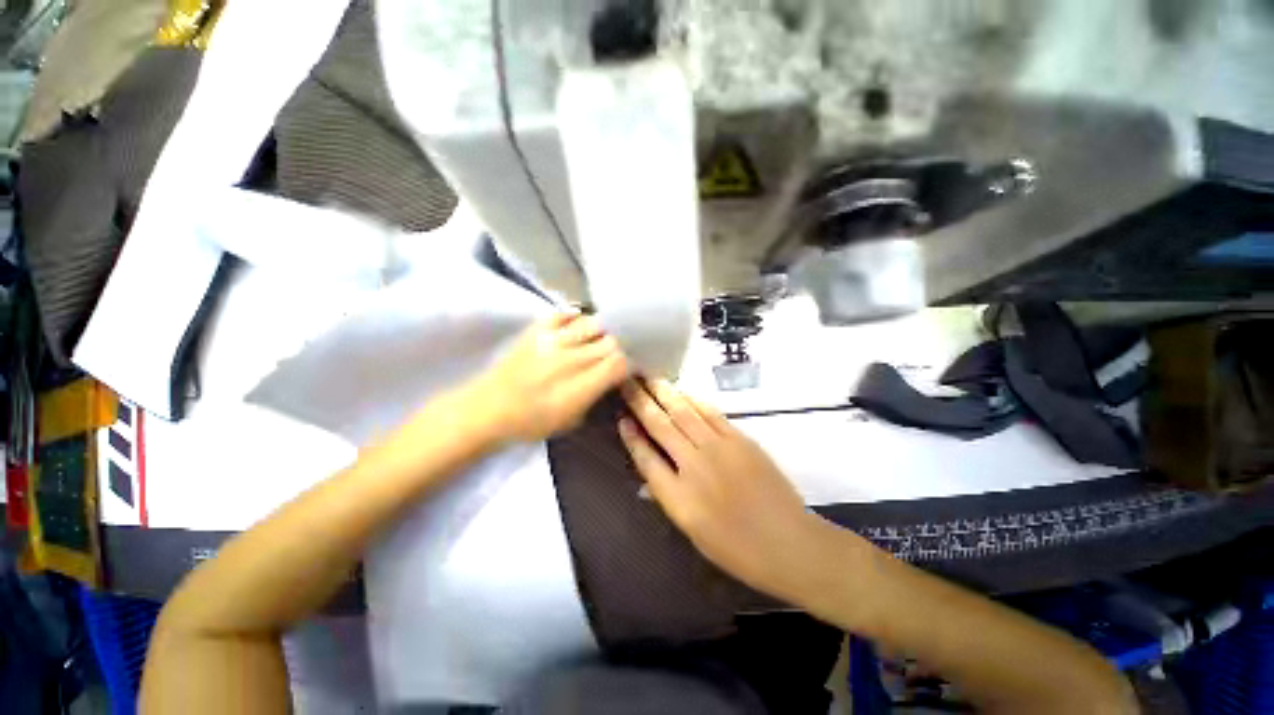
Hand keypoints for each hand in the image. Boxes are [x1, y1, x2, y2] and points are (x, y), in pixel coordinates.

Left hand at [470, 313, 628, 442]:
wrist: (488, 409)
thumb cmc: (532, 423)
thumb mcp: (572, 420)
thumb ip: (597, 395)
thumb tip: (613, 376)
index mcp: (580, 387)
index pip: (619, 362)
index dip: (630, 360)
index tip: (630, 363)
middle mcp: (570, 360)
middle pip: (610, 341)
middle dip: (620, 344)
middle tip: (620, 348)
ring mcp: (552, 340)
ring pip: (593, 324)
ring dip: (602, 330)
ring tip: (602, 336)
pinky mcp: (536, 329)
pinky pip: (565, 314)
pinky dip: (577, 318)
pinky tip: (580, 324)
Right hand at [618, 378, 824, 600]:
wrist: (789, 543)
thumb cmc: (737, 548)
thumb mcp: (693, 532)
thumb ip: (669, 496)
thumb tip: (650, 469)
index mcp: (678, 498)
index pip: (645, 458)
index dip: (631, 436)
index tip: (621, 417)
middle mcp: (694, 466)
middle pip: (661, 426)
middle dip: (640, 401)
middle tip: (627, 380)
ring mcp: (719, 449)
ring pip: (684, 413)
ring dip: (664, 392)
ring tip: (648, 376)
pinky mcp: (740, 439)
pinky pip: (711, 413)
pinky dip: (693, 400)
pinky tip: (682, 391)